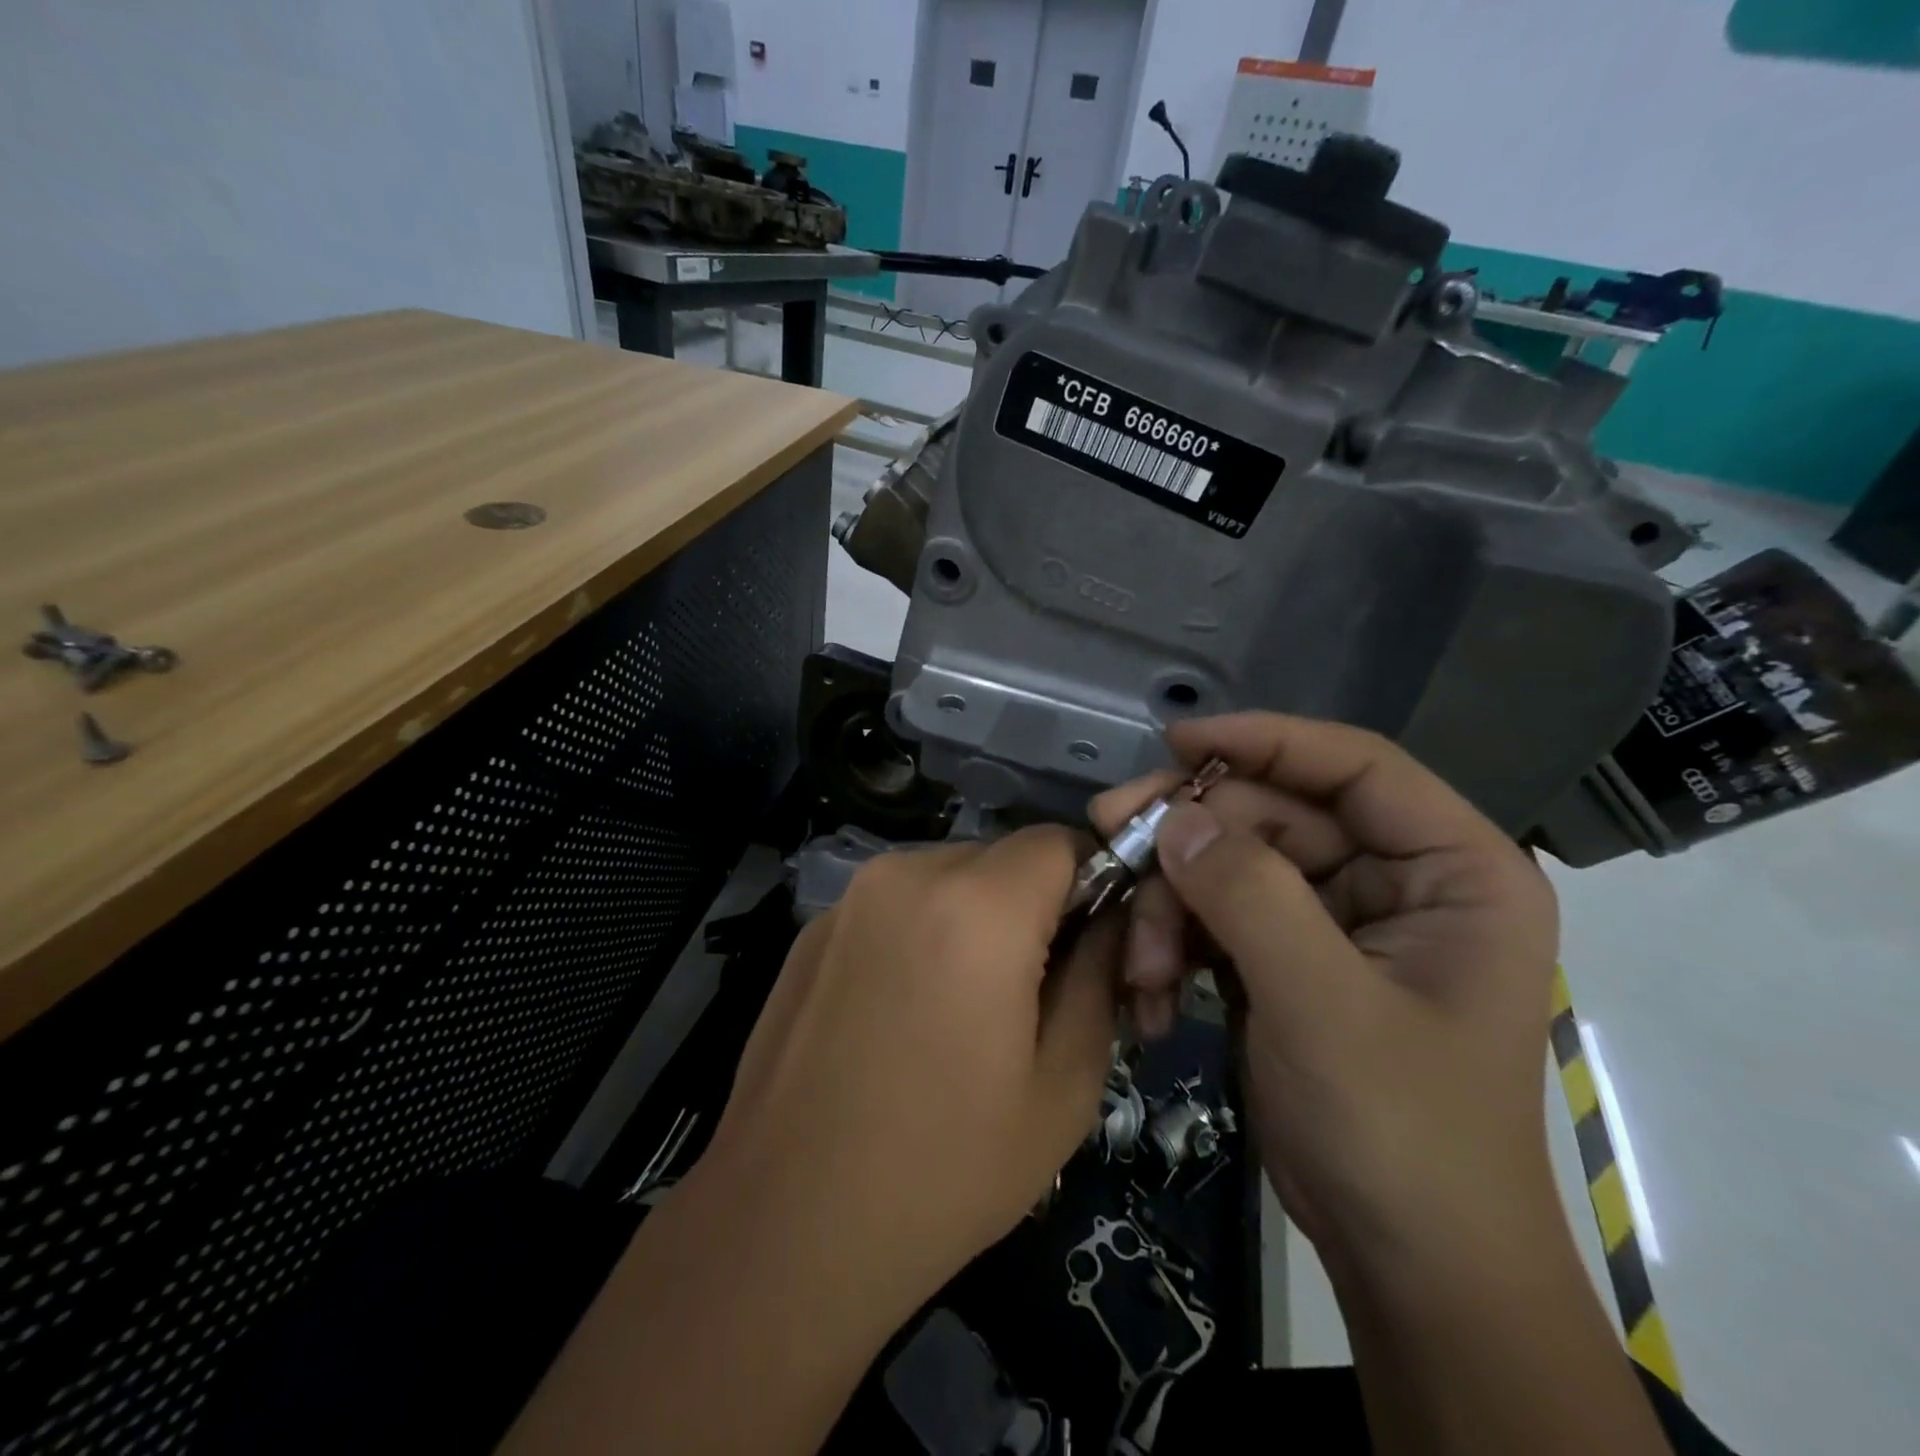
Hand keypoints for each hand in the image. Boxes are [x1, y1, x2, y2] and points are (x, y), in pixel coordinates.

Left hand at [702, 827, 1121, 1319]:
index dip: (1092, 882)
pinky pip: (896, 905)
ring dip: (977, 919)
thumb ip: (1100, 976)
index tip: (1093, 945)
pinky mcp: (813, 928)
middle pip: (1003, 858)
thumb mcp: (1063, 1085)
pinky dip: (922, 933)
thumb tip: (1108, 920)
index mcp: (977, 905)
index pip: (1060, 840)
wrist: (787, 1224)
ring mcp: (850, 898)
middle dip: (1034, 907)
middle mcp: (907, 874)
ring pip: (949, 877)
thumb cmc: (946, 1167)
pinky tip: (904, 1015)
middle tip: (1034, 991)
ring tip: (966, 1009)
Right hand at [1091, 712, 1560, 1266]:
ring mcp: (1336, 922)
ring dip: (1173, 908)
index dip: (1264, 741)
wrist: (1409, 1267)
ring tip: (1140, 969)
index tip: (1175, 743)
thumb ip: (1250, 895)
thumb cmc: (1399, 1131)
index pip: (1354, 766)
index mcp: (1452, 870)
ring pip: (1231, 867)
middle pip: (1273, 817)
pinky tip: (1154, 997)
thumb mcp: (1323, 1003)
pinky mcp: (1289, 960)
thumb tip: (1175, 818)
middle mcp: (1396, 881)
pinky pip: (1219, 917)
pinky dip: (1178, 946)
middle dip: (1191, 843)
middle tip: (1112, 842)